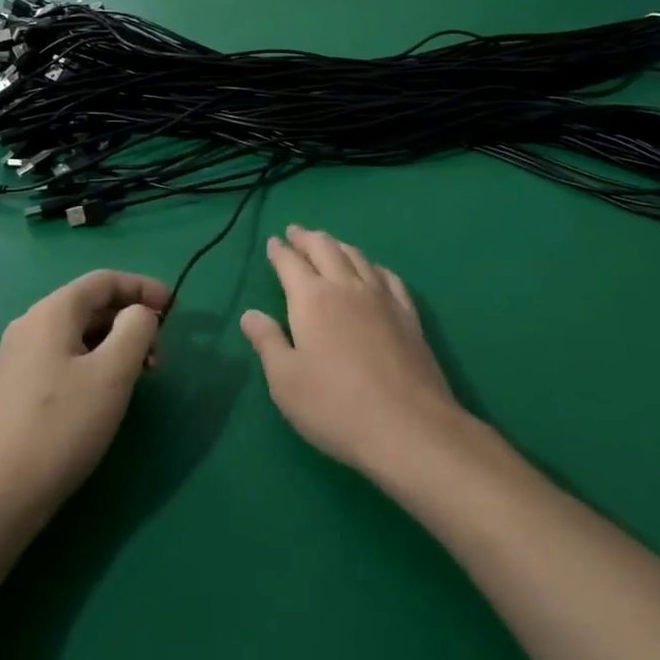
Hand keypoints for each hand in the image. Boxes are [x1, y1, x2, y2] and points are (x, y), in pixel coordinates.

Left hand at [0, 271, 168, 531]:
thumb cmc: (61, 427)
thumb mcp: (112, 373)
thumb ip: (136, 329)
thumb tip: (140, 313)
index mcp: (53, 311)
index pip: (105, 280)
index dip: (143, 287)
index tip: (175, 309)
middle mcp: (32, 324)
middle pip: (91, 304)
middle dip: (131, 319)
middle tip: (160, 353)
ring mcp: (20, 356)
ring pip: (79, 333)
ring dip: (115, 343)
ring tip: (140, 376)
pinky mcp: (17, 386)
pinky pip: (65, 356)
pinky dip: (95, 361)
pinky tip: (107, 393)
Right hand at [242, 227, 466, 480]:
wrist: (409, 427)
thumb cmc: (336, 406)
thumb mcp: (285, 381)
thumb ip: (267, 342)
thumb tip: (250, 314)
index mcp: (312, 299)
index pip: (291, 263)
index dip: (280, 251)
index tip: (273, 242)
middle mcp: (346, 287)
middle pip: (325, 248)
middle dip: (307, 238)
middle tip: (296, 233)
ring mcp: (381, 298)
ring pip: (357, 256)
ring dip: (338, 245)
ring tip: (329, 244)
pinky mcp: (408, 315)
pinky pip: (388, 276)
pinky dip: (373, 265)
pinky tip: (372, 270)